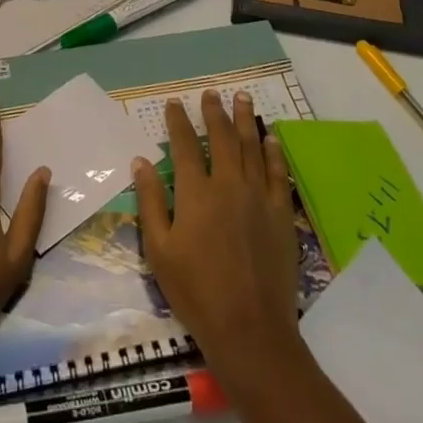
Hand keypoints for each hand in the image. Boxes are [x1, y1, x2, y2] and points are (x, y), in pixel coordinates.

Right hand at [133, 90, 300, 377]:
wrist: (249, 328)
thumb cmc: (195, 291)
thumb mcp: (159, 249)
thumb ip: (151, 202)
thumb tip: (141, 161)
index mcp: (195, 193)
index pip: (184, 145)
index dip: (178, 121)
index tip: (174, 103)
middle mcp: (228, 184)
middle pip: (221, 138)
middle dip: (214, 112)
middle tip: (210, 93)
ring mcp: (258, 197)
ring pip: (251, 147)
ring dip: (245, 119)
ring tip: (241, 97)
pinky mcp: (280, 213)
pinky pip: (277, 173)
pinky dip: (273, 151)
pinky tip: (271, 138)